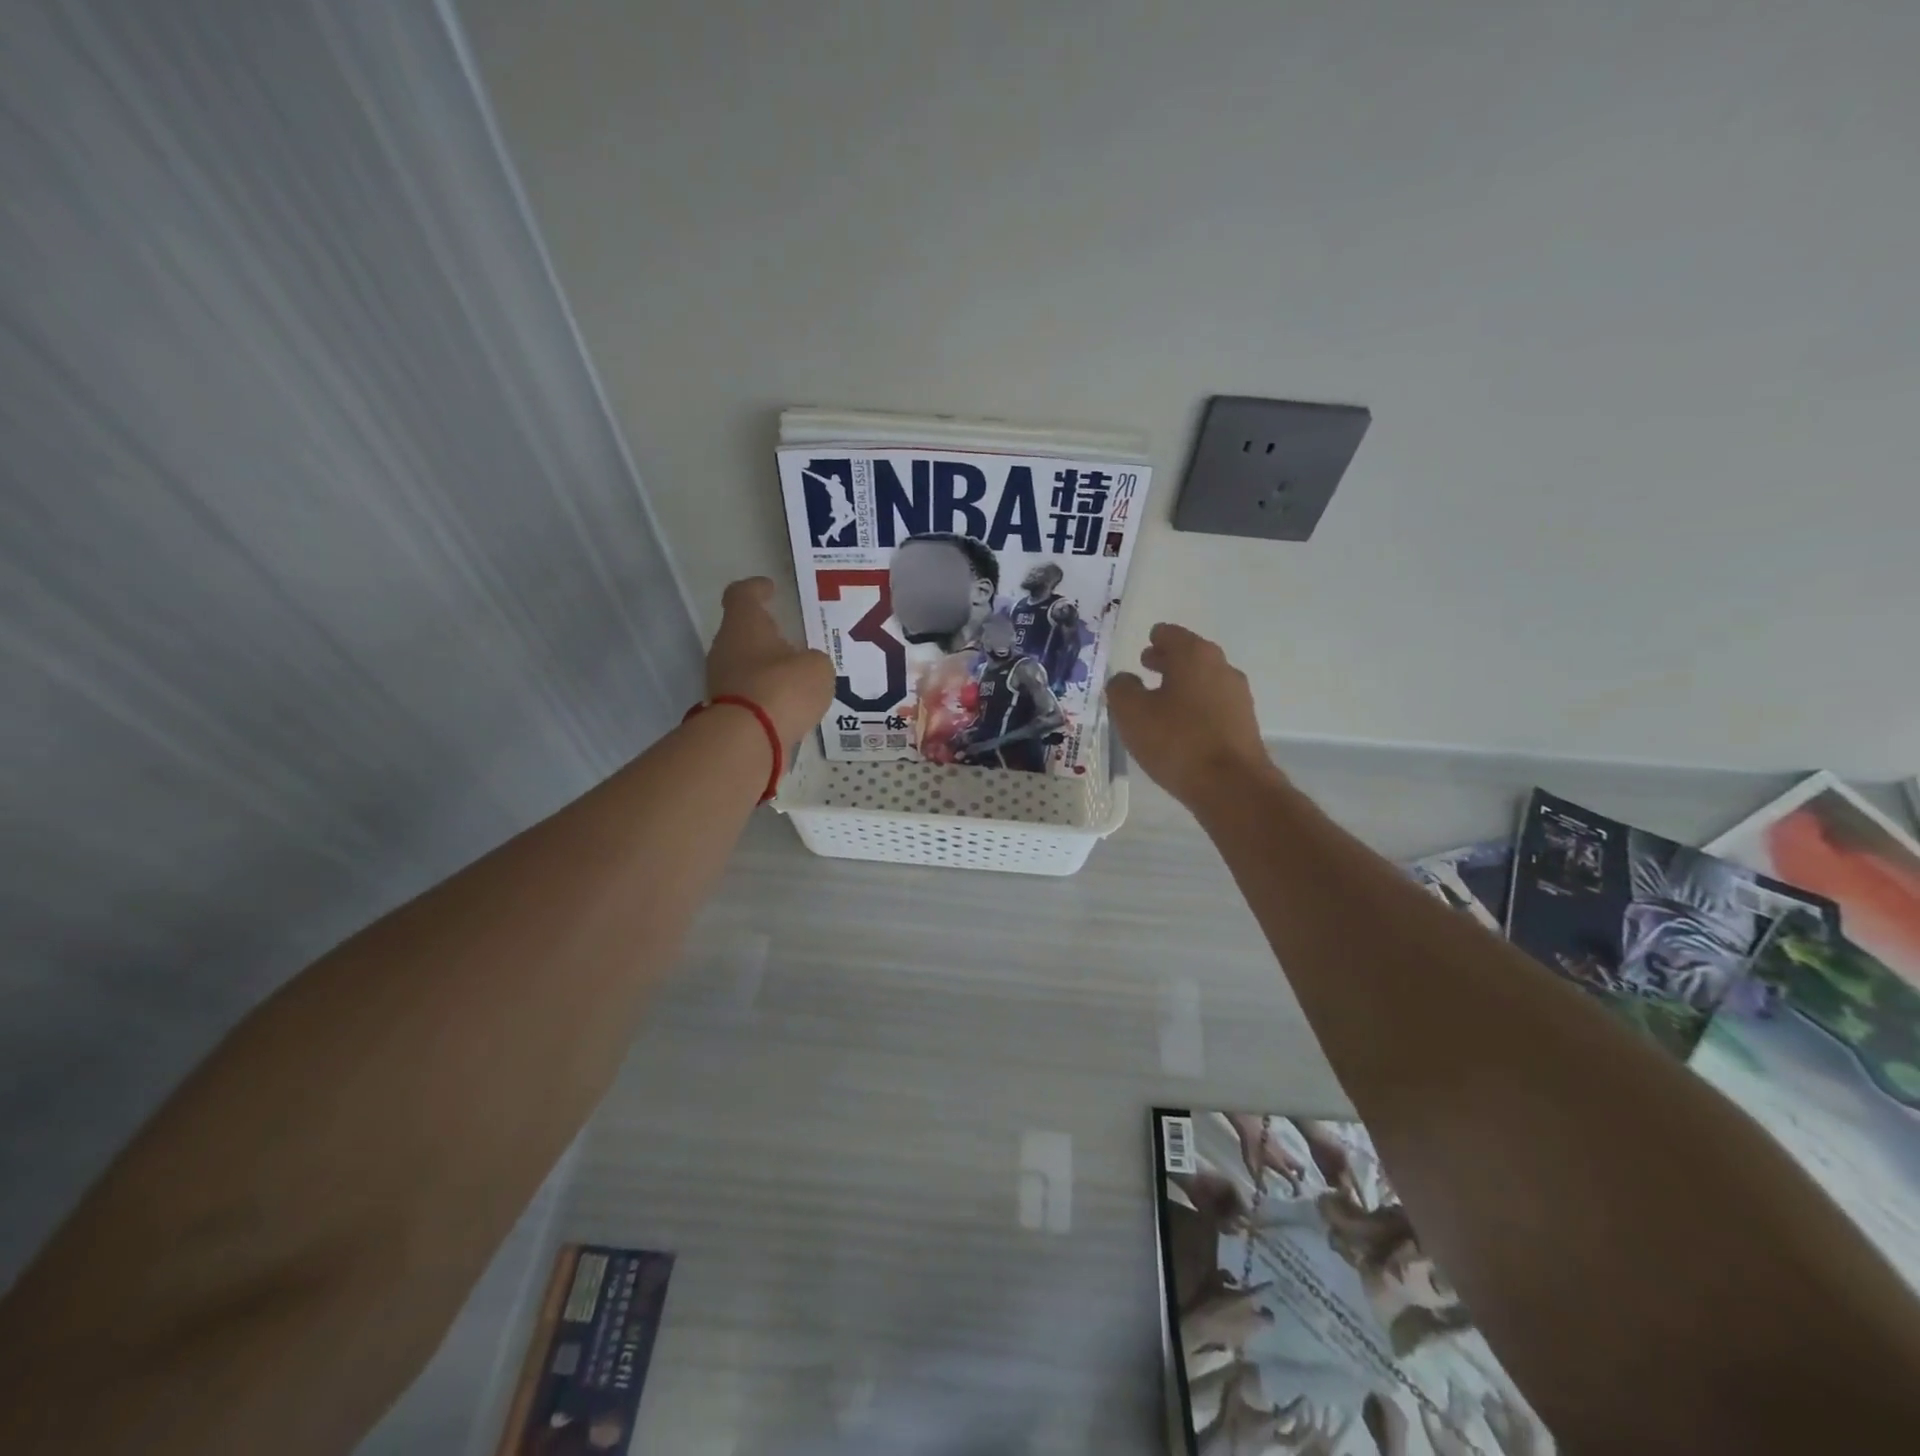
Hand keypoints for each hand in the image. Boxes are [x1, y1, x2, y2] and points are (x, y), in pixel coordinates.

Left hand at [705, 578, 833, 750]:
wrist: (748, 740)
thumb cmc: (783, 688)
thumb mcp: (817, 668)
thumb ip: (814, 661)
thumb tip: (805, 667)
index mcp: (744, 624)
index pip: (742, 594)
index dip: (756, 589)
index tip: (770, 589)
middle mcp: (725, 648)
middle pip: (743, 632)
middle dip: (766, 635)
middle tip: (792, 641)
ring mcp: (720, 680)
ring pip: (745, 664)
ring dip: (767, 668)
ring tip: (796, 678)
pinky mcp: (725, 710)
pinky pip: (749, 693)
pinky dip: (766, 695)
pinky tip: (788, 704)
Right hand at [1108, 623, 1275, 808]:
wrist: (1231, 785)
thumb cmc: (1176, 740)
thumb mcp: (1131, 713)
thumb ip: (1121, 689)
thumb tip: (1125, 681)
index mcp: (1194, 655)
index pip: (1169, 633)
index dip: (1154, 638)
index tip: (1143, 647)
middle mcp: (1220, 667)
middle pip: (1189, 654)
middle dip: (1167, 660)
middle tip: (1146, 666)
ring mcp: (1237, 695)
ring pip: (1203, 680)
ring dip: (1182, 684)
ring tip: (1159, 700)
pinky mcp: (1244, 722)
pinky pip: (1213, 704)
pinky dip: (1195, 706)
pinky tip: (1180, 725)